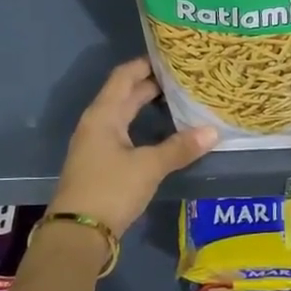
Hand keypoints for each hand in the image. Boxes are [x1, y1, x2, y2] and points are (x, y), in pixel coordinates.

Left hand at [50, 59, 217, 235]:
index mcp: (103, 114)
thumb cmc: (110, 190)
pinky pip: (124, 133)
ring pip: (125, 115)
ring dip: (148, 106)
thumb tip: (213, 131)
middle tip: (184, 78)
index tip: (173, 57)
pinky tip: (163, 133)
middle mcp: (97, 123)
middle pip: (125, 94)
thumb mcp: (148, 167)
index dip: (146, 63)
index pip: (125, 76)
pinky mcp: (101, 163)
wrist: (78, 234)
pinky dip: (143, 126)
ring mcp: (97, 144)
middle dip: (152, 85)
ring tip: (179, 101)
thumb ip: (179, 148)